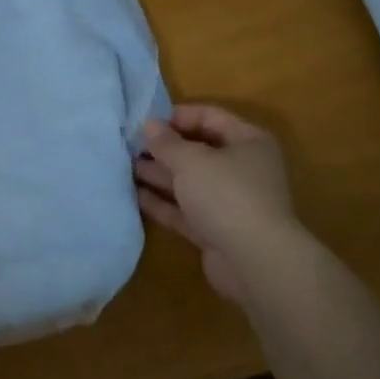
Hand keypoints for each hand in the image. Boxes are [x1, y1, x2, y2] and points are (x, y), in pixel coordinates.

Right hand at [133, 105, 302, 303]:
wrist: (255, 261)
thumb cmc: (226, 195)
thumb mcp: (191, 161)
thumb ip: (166, 143)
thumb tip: (149, 125)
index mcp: (248, 141)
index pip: (210, 117)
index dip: (177, 116)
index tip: (144, 121)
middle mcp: (242, 168)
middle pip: (199, 150)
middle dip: (164, 148)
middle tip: (128, 146)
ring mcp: (229, 201)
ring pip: (189, 182)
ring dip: (159, 174)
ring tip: (124, 167)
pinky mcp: (216, 229)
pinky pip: (185, 210)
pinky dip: (163, 202)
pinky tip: (135, 195)